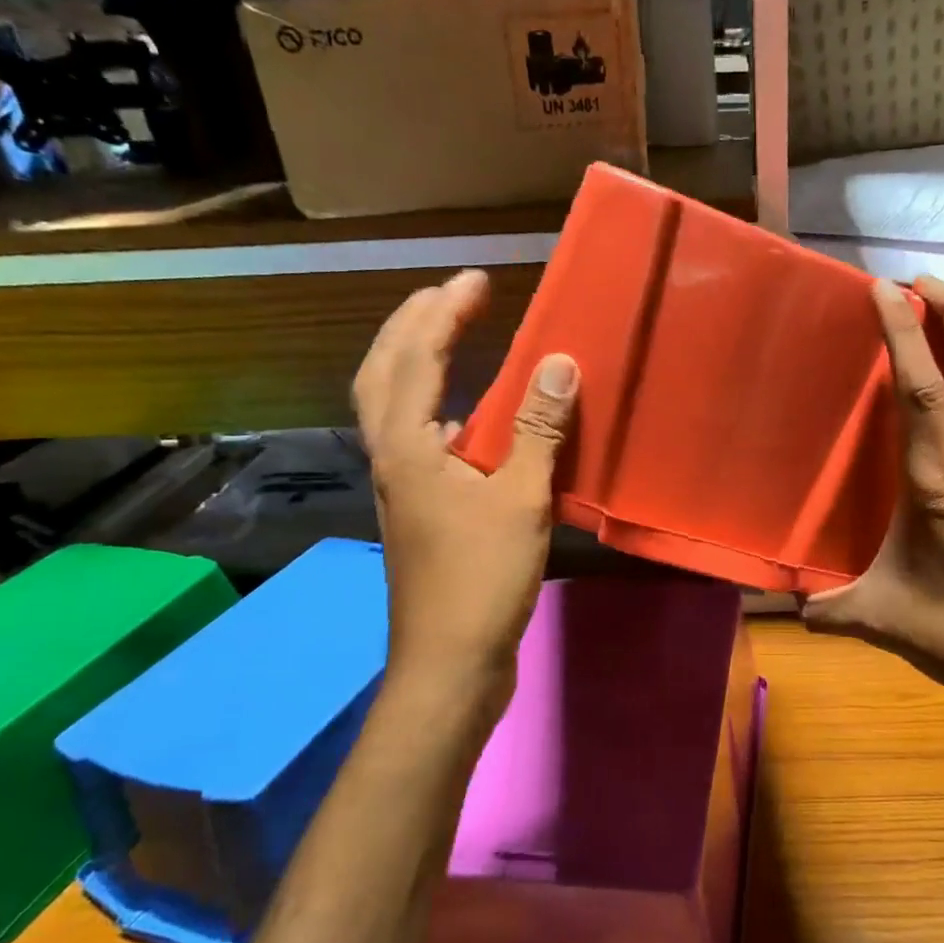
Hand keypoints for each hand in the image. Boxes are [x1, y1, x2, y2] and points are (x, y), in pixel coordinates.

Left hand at [352, 269, 576, 727]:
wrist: (450, 663)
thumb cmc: (481, 579)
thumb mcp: (521, 499)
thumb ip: (538, 429)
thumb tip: (559, 362)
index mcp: (406, 446)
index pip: (417, 356)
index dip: (446, 310)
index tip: (478, 279)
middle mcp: (391, 457)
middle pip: (384, 373)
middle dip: (413, 325)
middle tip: (452, 296)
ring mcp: (401, 486)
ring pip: (395, 407)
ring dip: (418, 363)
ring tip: (453, 338)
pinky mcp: (420, 511)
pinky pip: (421, 439)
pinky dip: (440, 410)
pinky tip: (472, 420)